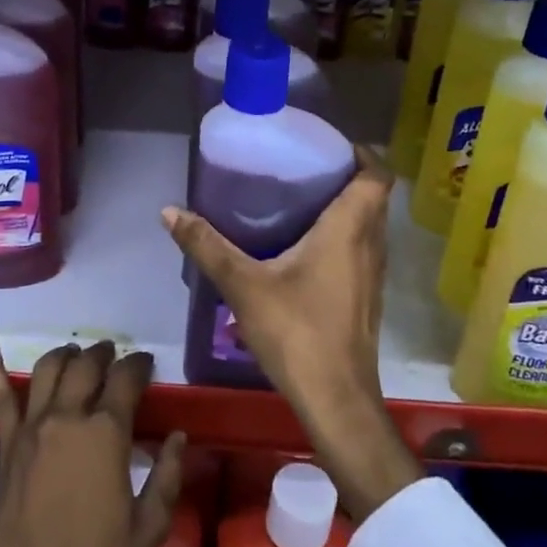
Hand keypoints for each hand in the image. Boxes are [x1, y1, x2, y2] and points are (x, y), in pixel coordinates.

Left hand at [0, 341, 186, 546]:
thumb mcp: (148, 528)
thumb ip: (167, 476)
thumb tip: (179, 436)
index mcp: (106, 434)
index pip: (126, 379)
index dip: (139, 365)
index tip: (146, 364)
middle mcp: (68, 418)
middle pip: (87, 366)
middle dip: (104, 354)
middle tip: (114, 357)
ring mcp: (32, 429)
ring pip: (48, 370)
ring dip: (66, 355)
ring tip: (76, 354)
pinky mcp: (6, 446)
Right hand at [162, 147, 421, 520]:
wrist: (336, 400)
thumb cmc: (297, 332)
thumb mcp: (244, 285)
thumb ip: (207, 246)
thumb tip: (170, 211)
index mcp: (349, 229)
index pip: (377, 176)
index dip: (362, 154)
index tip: (329, 146)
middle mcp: (371, 246)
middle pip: (373, 198)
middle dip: (346, 178)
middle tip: (304, 170)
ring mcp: (373, 276)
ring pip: (370, 226)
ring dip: (347, 209)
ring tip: (301, 202)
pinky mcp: (367, 299)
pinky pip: (362, 251)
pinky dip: (344, 238)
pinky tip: (305, 251)